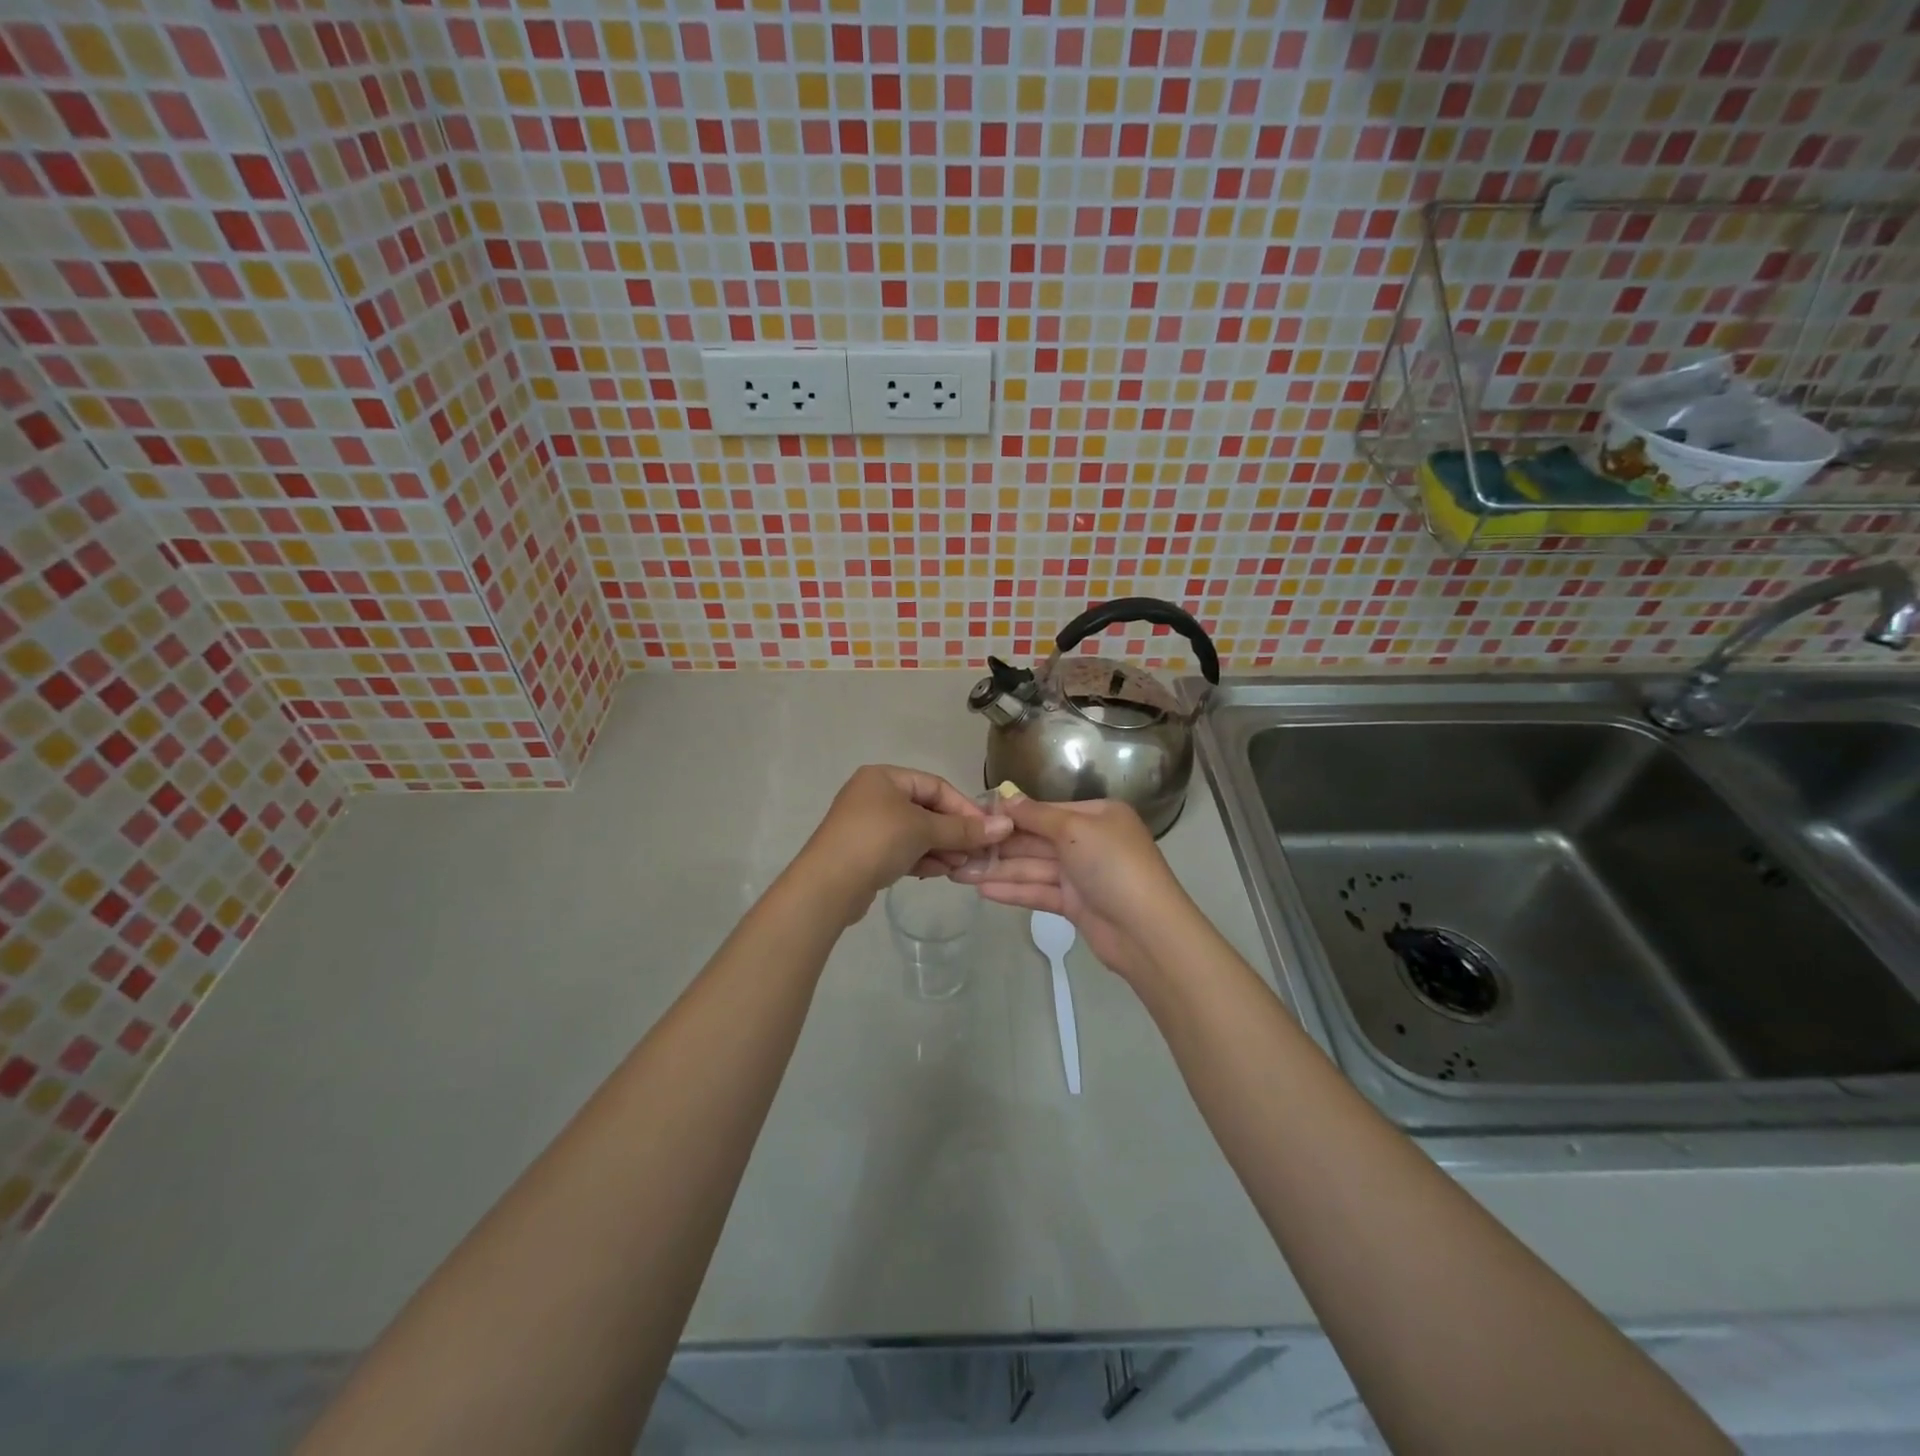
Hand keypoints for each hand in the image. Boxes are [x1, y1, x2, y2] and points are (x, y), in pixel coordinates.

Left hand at [797, 766, 1012, 922]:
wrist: (828, 885)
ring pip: (916, 832)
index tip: (988, 830)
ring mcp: (868, 825)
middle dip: (953, 831)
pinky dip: (923, 858)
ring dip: (941, 847)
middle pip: (926, 809)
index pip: (936, 786)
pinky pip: (903, 849)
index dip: (964, 807)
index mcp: (884, 777)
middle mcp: (874, 795)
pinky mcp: (866, 852)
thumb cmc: (877, 841)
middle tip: (977, 852)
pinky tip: (940, 872)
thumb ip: (964, 829)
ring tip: (961, 866)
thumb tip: (1005, 825)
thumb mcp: (924, 830)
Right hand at [953, 795, 1194, 984]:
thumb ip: (1036, 816)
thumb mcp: (1074, 829)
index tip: (975, 816)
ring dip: (999, 869)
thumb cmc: (1112, 865)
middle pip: (1037, 840)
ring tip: (959, 872)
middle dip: (1000, 846)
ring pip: (1034, 867)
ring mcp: (1082, 875)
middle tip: (959, 848)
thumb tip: (1006, 797)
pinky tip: (982, 889)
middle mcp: (1089, 841)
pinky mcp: (1075, 905)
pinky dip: (1013, 890)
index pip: (1046, 810)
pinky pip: (1039, 891)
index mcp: (1097, 815)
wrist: (1146, 931)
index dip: (1011, 815)